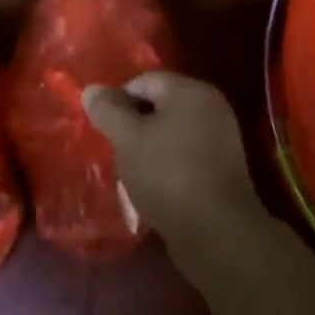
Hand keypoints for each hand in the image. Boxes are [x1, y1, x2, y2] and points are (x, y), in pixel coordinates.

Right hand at [83, 72, 264, 267]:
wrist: (217, 233)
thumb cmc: (168, 175)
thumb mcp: (128, 139)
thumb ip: (107, 110)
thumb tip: (91, 89)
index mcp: (190, 91)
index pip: (143, 81)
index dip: (118, 101)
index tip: (105, 129)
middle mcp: (211, 106)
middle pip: (159, 105)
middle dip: (134, 124)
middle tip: (116, 149)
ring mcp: (221, 138)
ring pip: (171, 131)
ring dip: (149, 146)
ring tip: (133, 170)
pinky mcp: (223, 168)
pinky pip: (186, 153)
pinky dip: (168, 163)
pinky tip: (155, 185)